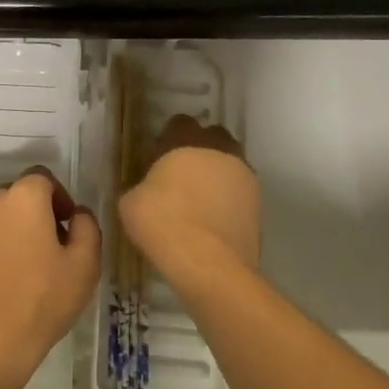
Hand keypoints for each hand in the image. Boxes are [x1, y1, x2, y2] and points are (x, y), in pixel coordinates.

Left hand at [0, 169, 99, 388]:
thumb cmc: (41, 302)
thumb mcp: (84, 266)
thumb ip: (86, 227)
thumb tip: (77, 214)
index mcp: (23, 198)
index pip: (43, 178)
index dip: (59, 198)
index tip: (66, 227)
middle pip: (16, 197)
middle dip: (33, 216)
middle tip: (47, 251)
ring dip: (8, 233)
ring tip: (20, 271)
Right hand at [120, 115, 261, 293]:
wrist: (209, 265)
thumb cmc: (164, 224)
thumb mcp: (130, 203)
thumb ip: (139, 186)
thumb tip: (144, 190)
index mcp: (186, 141)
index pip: (179, 123)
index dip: (168, 139)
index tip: (158, 159)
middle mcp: (220, 149)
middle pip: (212, 138)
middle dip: (199, 151)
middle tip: (181, 177)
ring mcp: (244, 176)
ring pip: (230, 165)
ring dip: (217, 176)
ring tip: (200, 202)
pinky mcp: (258, 204)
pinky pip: (239, 192)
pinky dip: (229, 201)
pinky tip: (213, 221)